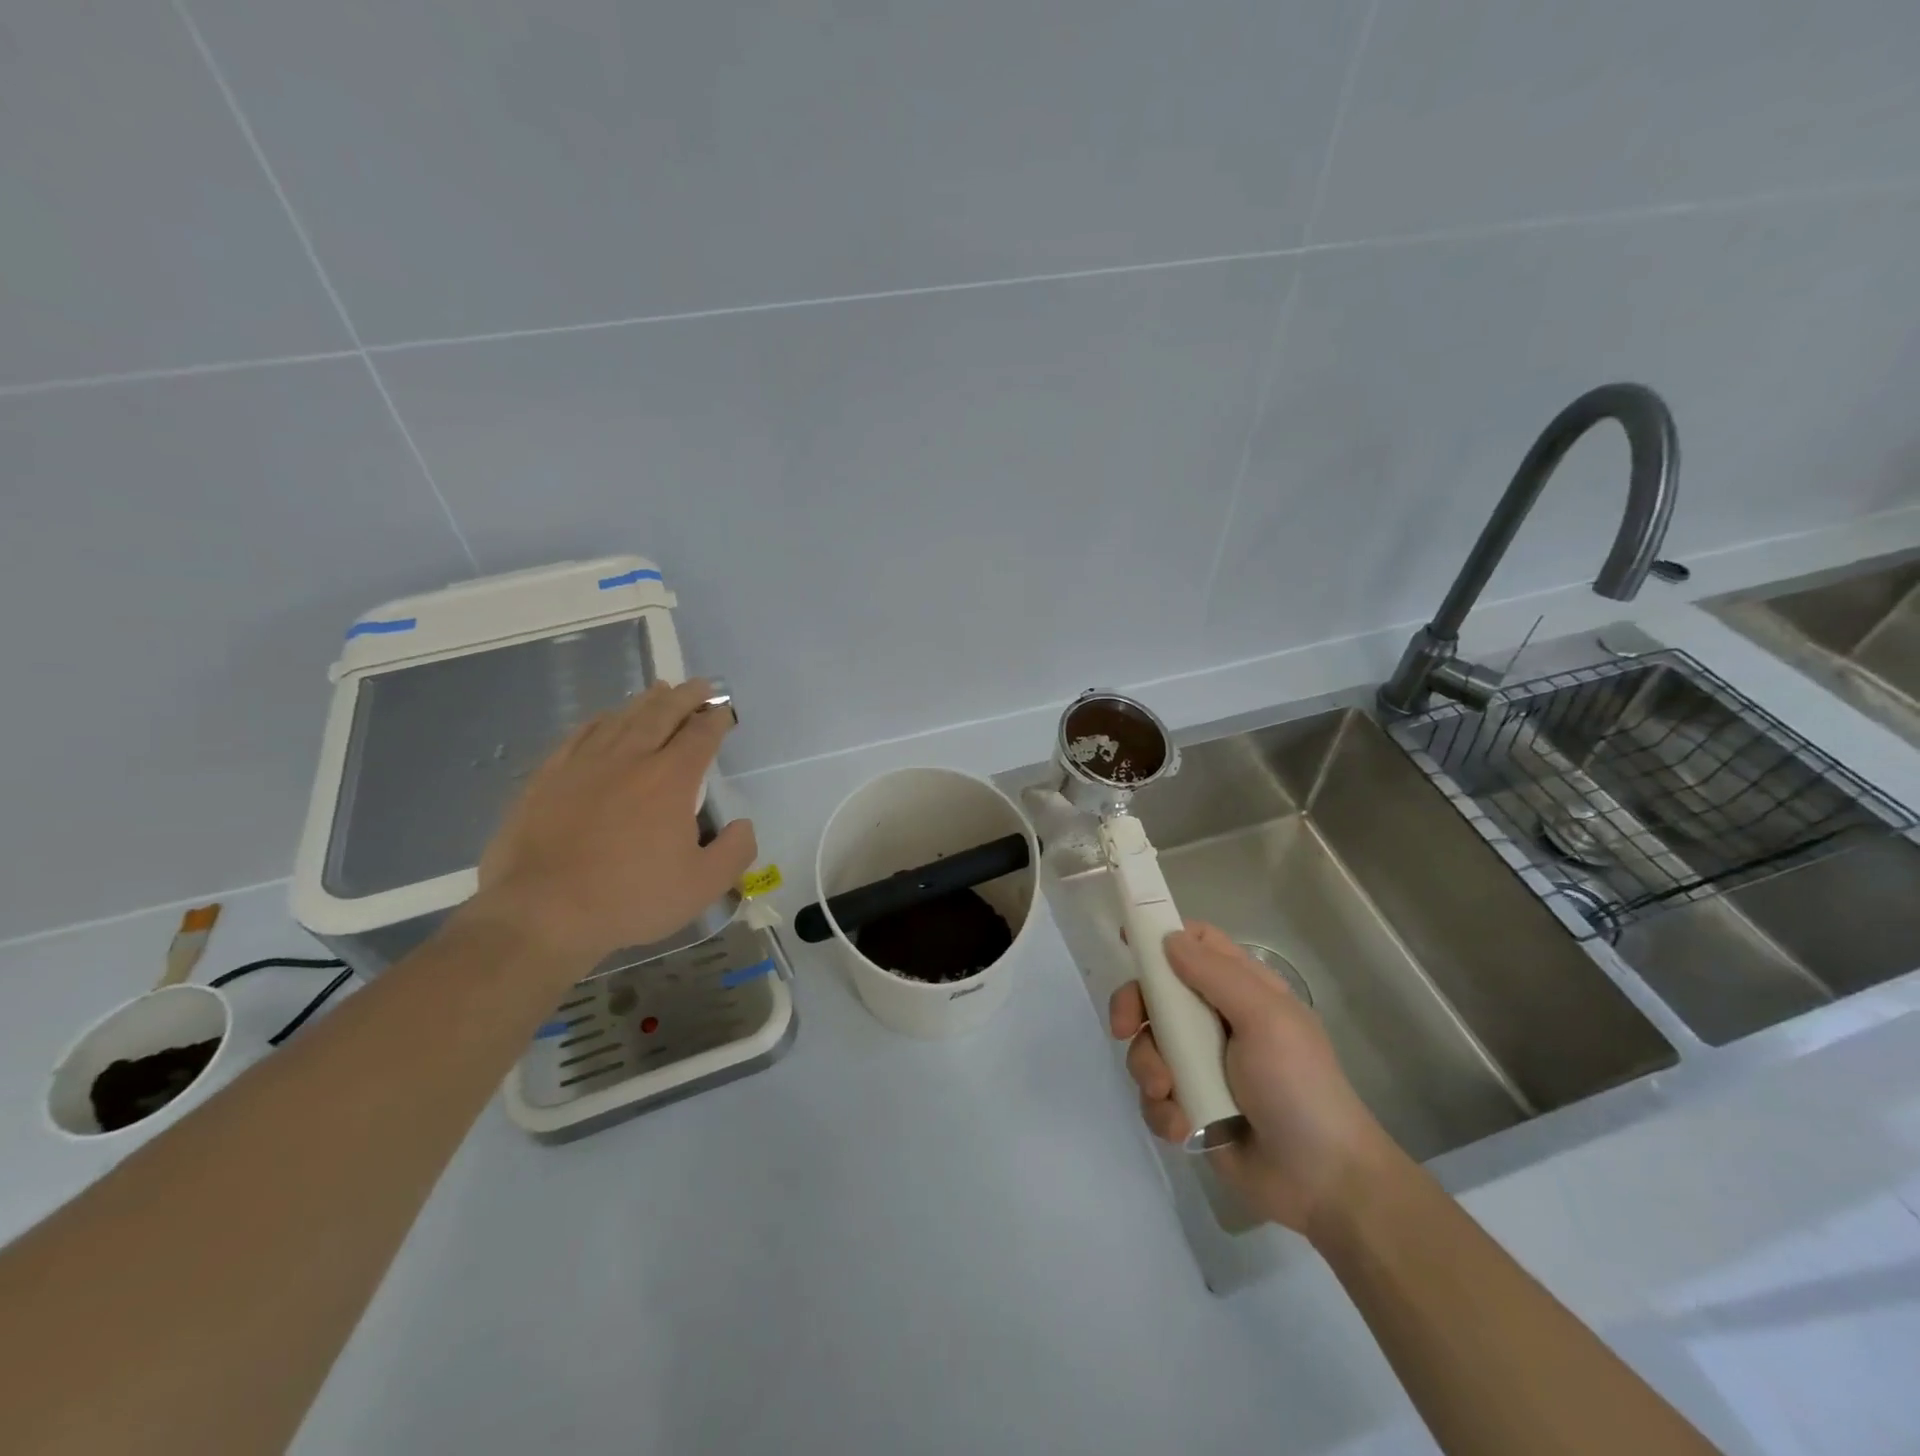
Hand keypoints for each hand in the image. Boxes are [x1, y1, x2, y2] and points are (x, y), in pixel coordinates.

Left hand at [470, 679, 756, 970]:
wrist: (541, 912)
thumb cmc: (630, 898)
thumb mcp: (702, 886)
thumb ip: (735, 851)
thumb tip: (743, 825)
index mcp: (670, 780)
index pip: (700, 736)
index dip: (716, 720)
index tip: (724, 711)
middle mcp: (630, 759)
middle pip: (661, 714)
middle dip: (685, 697)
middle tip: (699, 686)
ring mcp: (584, 764)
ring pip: (620, 719)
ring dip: (645, 702)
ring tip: (659, 691)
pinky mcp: (547, 777)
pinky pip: (579, 735)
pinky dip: (599, 721)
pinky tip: (604, 718)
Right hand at [1108, 922, 1400, 1236]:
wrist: (1323, 1183)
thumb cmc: (1299, 1087)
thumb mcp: (1266, 1020)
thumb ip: (1215, 975)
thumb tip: (1168, 938)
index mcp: (1242, 990)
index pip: (1197, 944)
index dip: (1163, 937)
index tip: (1128, 943)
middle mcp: (1216, 1020)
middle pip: (1156, 993)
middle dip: (1134, 1009)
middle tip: (1123, 1028)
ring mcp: (1200, 1065)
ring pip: (1147, 1045)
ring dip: (1148, 1069)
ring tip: (1169, 1095)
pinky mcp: (1189, 1106)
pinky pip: (1153, 1095)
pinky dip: (1161, 1110)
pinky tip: (1182, 1127)